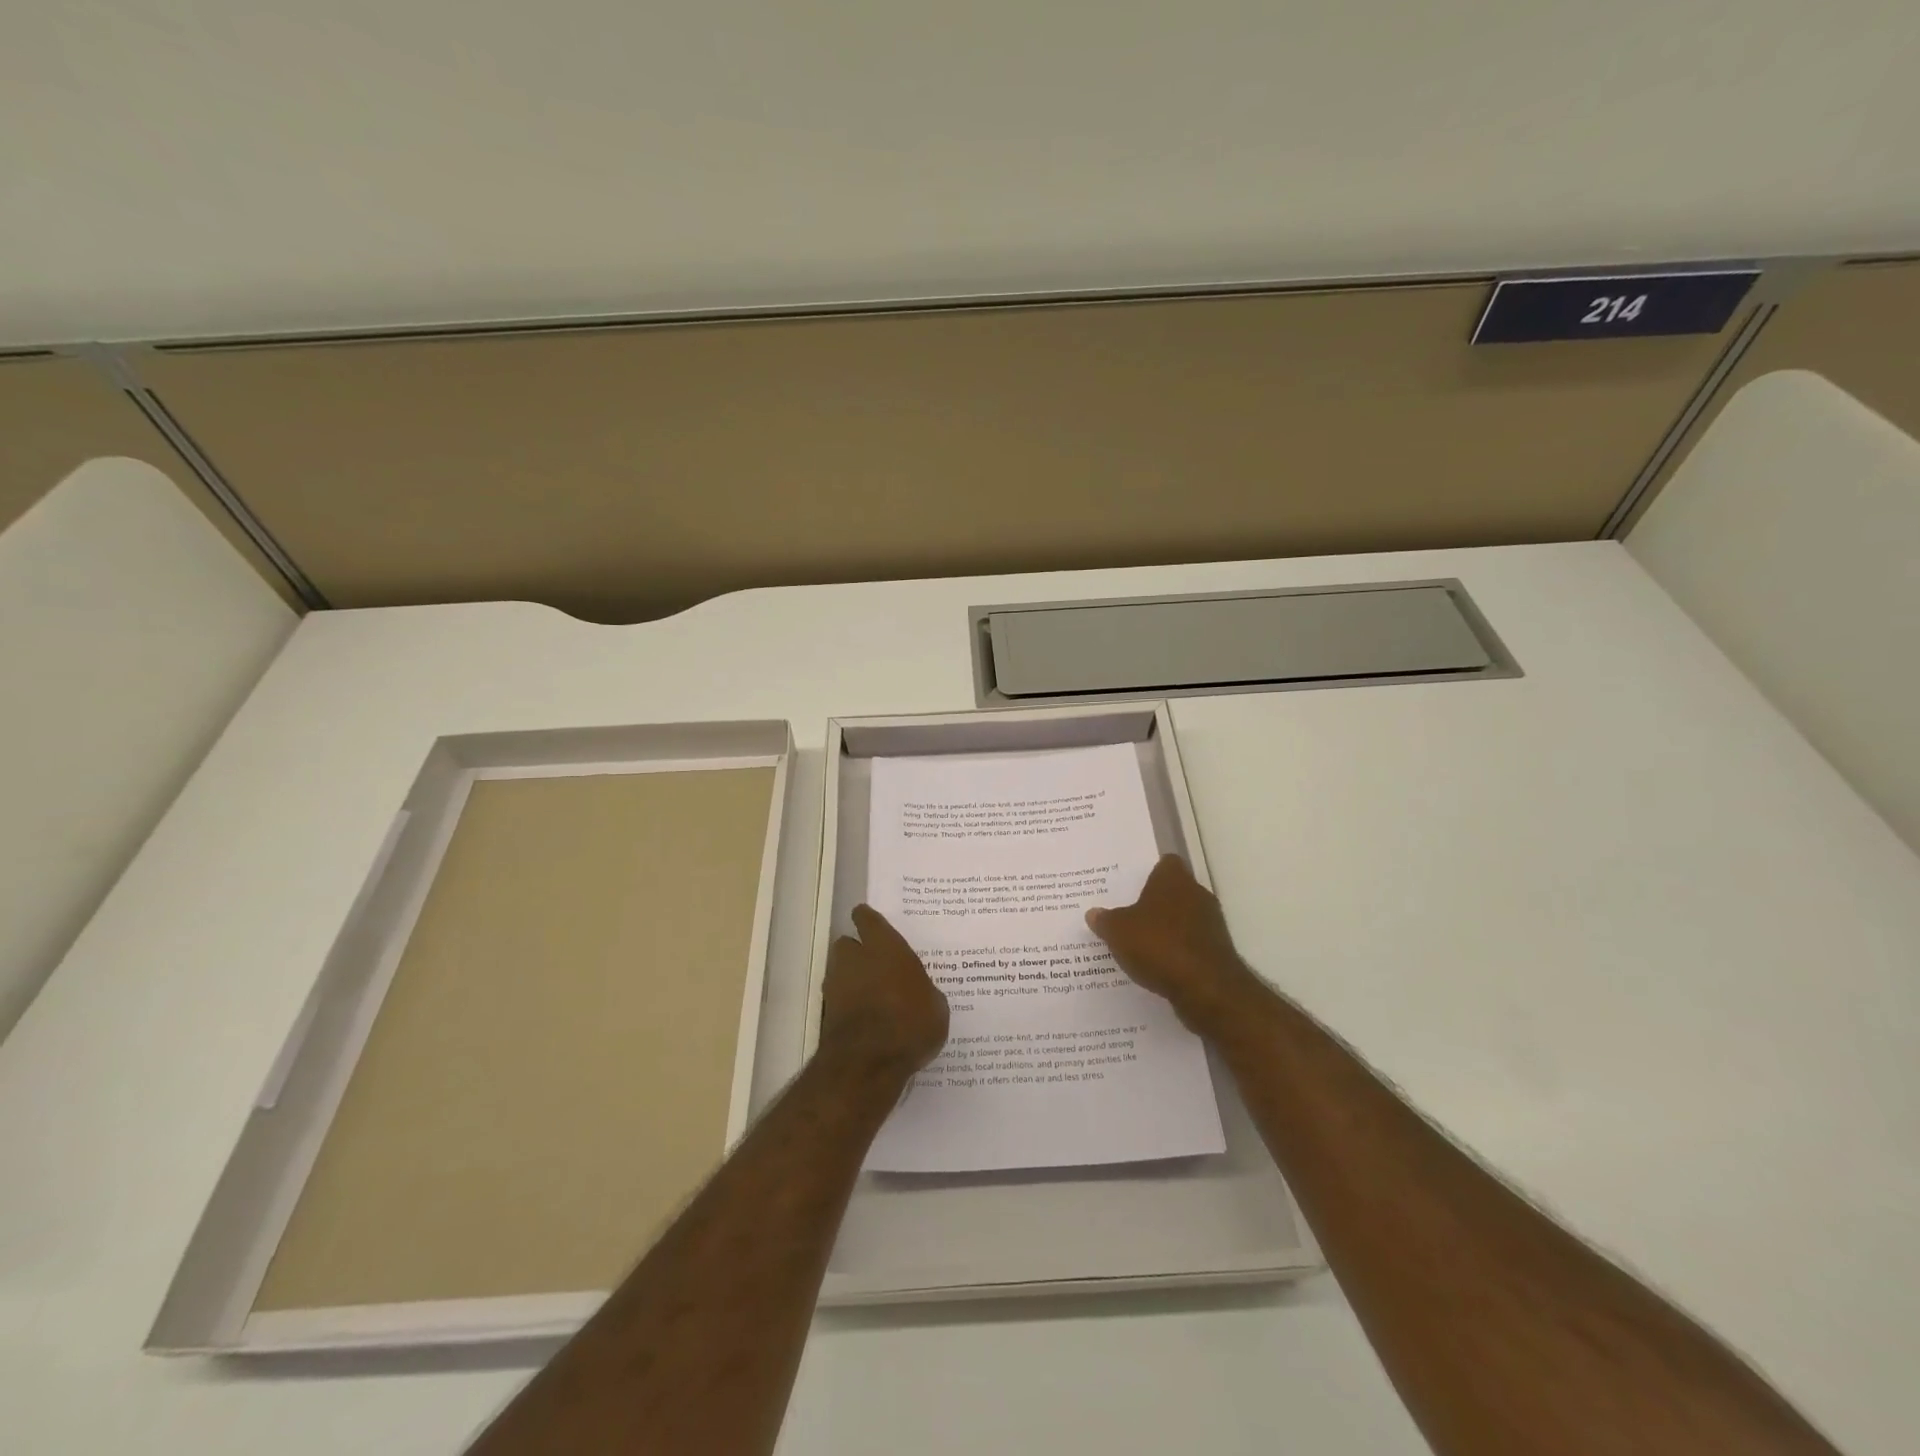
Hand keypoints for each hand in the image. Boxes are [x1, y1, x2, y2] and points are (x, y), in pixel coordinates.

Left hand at [818, 905, 949, 1082]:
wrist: (868, 1063)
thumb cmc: (910, 1022)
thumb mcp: (935, 1006)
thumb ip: (923, 991)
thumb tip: (919, 992)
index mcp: (885, 946)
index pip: (868, 919)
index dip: (867, 919)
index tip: (868, 919)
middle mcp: (855, 959)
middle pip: (847, 944)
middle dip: (857, 952)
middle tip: (877, 965)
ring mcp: (836, 986)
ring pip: (840, 972)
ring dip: (851, 980)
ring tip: (873, 997)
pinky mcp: (826, 1014)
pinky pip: (839, 1001)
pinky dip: (849, 1006)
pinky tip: (867, 1021)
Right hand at [1086, 854, 1260, 1034]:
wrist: (1206, 988)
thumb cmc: (1158, 945)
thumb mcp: (1118, 931)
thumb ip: (1105, 920)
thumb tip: (1094, 913)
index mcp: (1173, 879)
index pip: (1165, 863)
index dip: (1150, 872)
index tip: (1132, 885)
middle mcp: (1197, 894)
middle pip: (1174, 891)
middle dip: (1155, 903)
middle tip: (1128, 915)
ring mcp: (1211, 923)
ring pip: (1183, 919)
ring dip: (1166, 929)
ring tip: (1139, 943)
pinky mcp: (1217, 951)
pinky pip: (1190, 944)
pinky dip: (1177, 951)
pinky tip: (1157, 965)